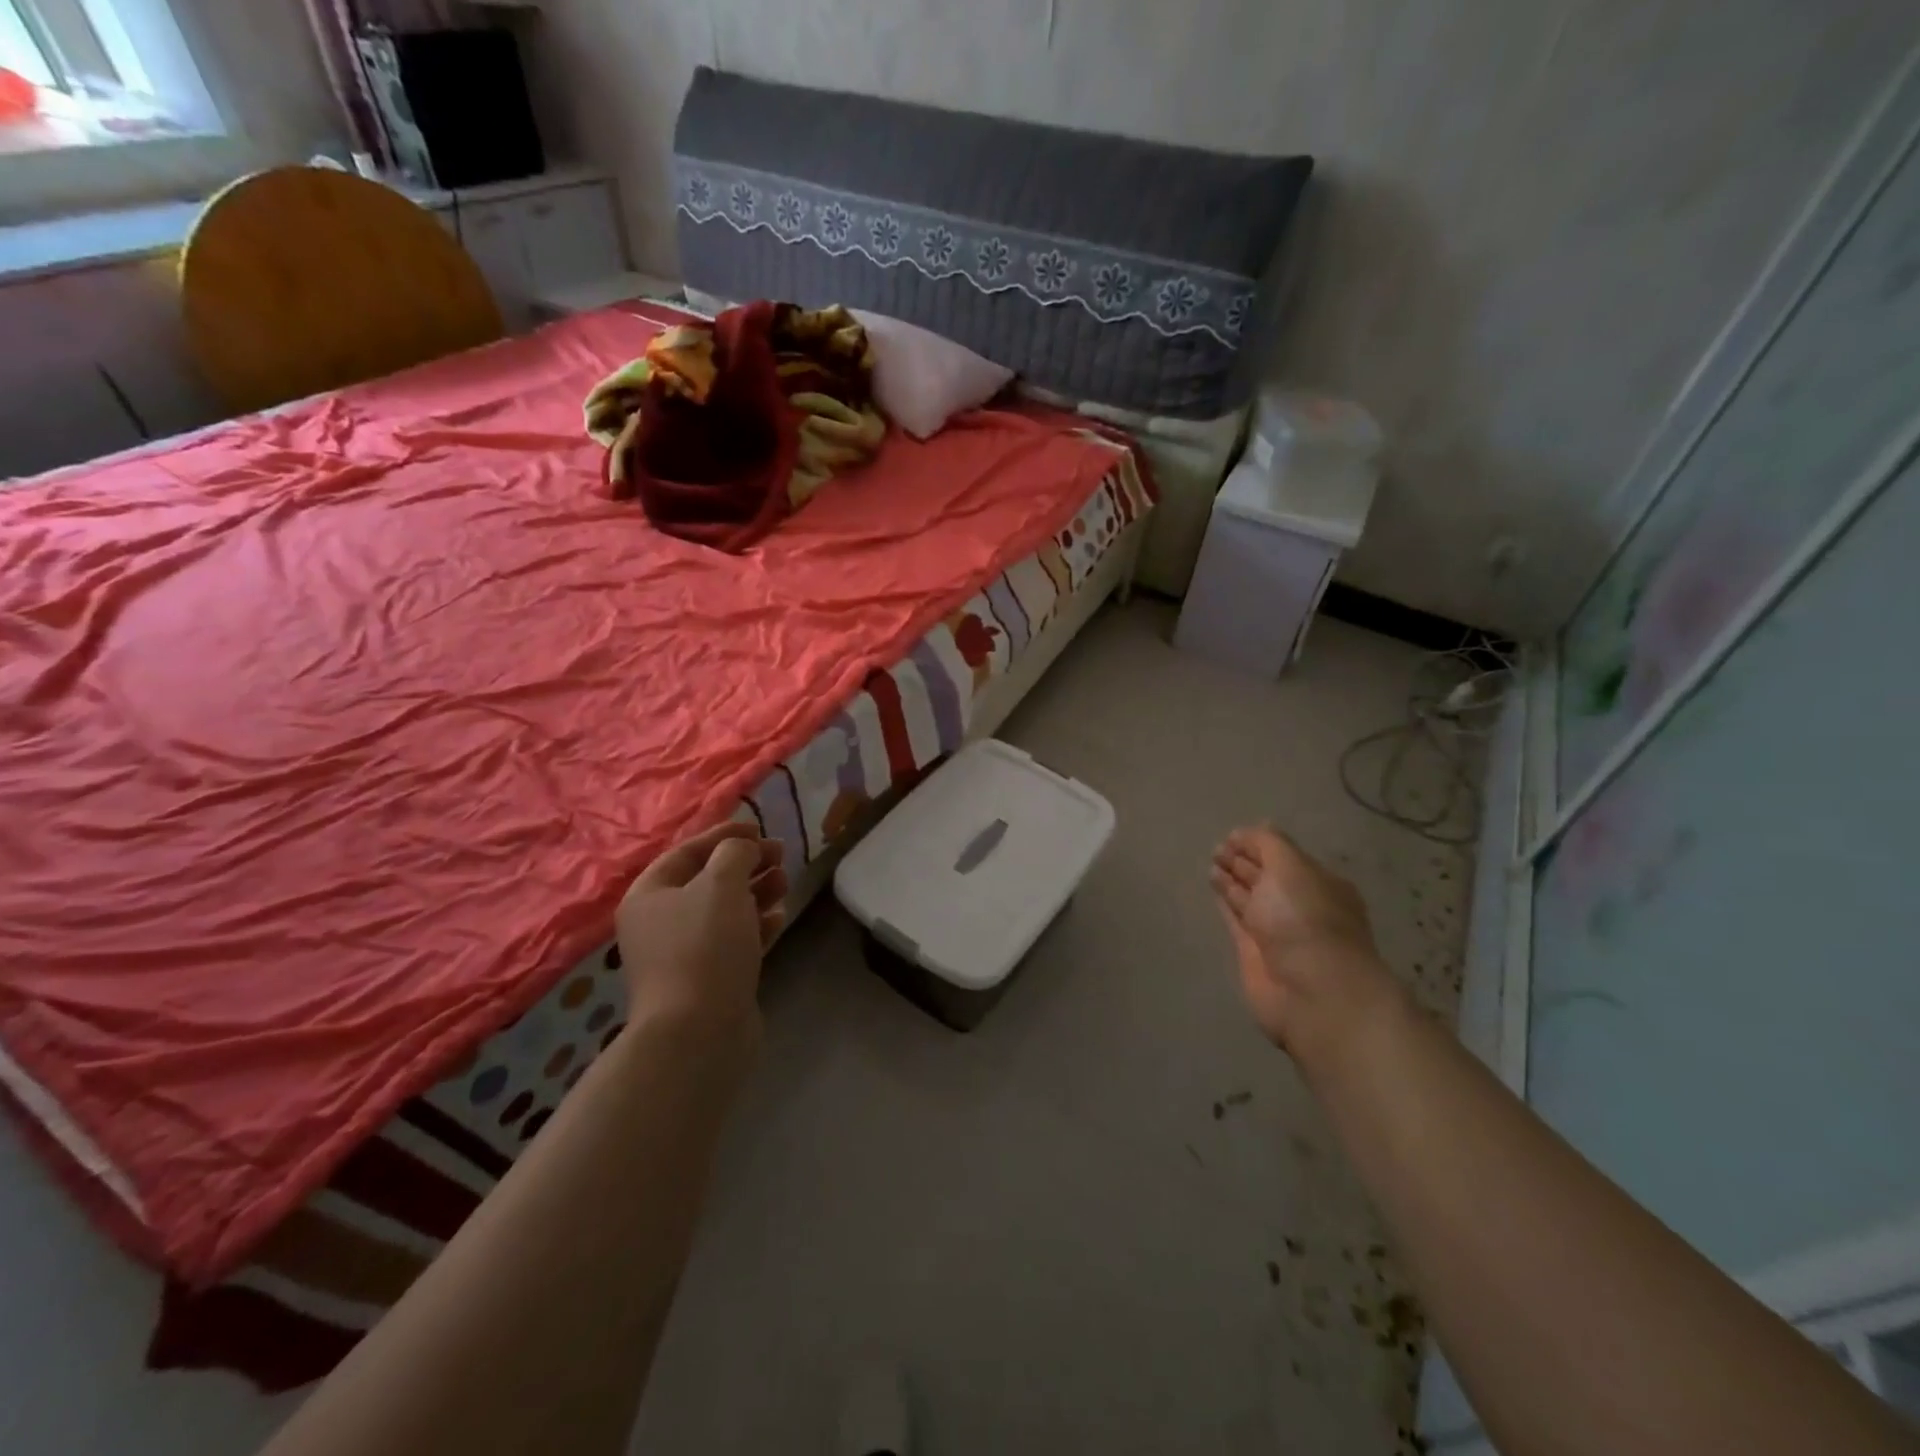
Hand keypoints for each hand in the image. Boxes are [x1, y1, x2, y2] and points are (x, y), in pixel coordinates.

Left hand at [615, 822, 786, 1045]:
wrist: (699, 1031)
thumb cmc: (705, 944)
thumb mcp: (721, 883)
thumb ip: (734, 852)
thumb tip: (742, 847)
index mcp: (649, 894)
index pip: (687, 851)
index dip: (724, 834)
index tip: (760, 829)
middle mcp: (660, 923)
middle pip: (707, 881)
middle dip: (746, 864)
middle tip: (781, 855)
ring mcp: (683, 955)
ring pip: (724, 912)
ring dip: (756, 892)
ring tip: (786, 883)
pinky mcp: (708, 980)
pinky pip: (734, 942)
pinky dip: (756, 926)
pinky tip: (779, 919)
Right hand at [1210, 825, 1395, 1058]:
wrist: (1311, 992)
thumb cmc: (1305, 920)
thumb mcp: (1290, 867)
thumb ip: (1267, 845)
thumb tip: (1249, 832)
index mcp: (1317, 883)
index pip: (1283, 855)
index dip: (1257, 844)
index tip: (1231, 836)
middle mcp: (1298, 905)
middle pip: (1266, 876)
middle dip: (1243, 860)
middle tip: (1217, 849)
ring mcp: (1277, 930)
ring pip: (1250, 897)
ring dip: (1232, 880)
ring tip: (1211, 864)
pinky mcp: (1254, 952)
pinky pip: (1237, 920)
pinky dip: (1226, 903)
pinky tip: (1214, 889)